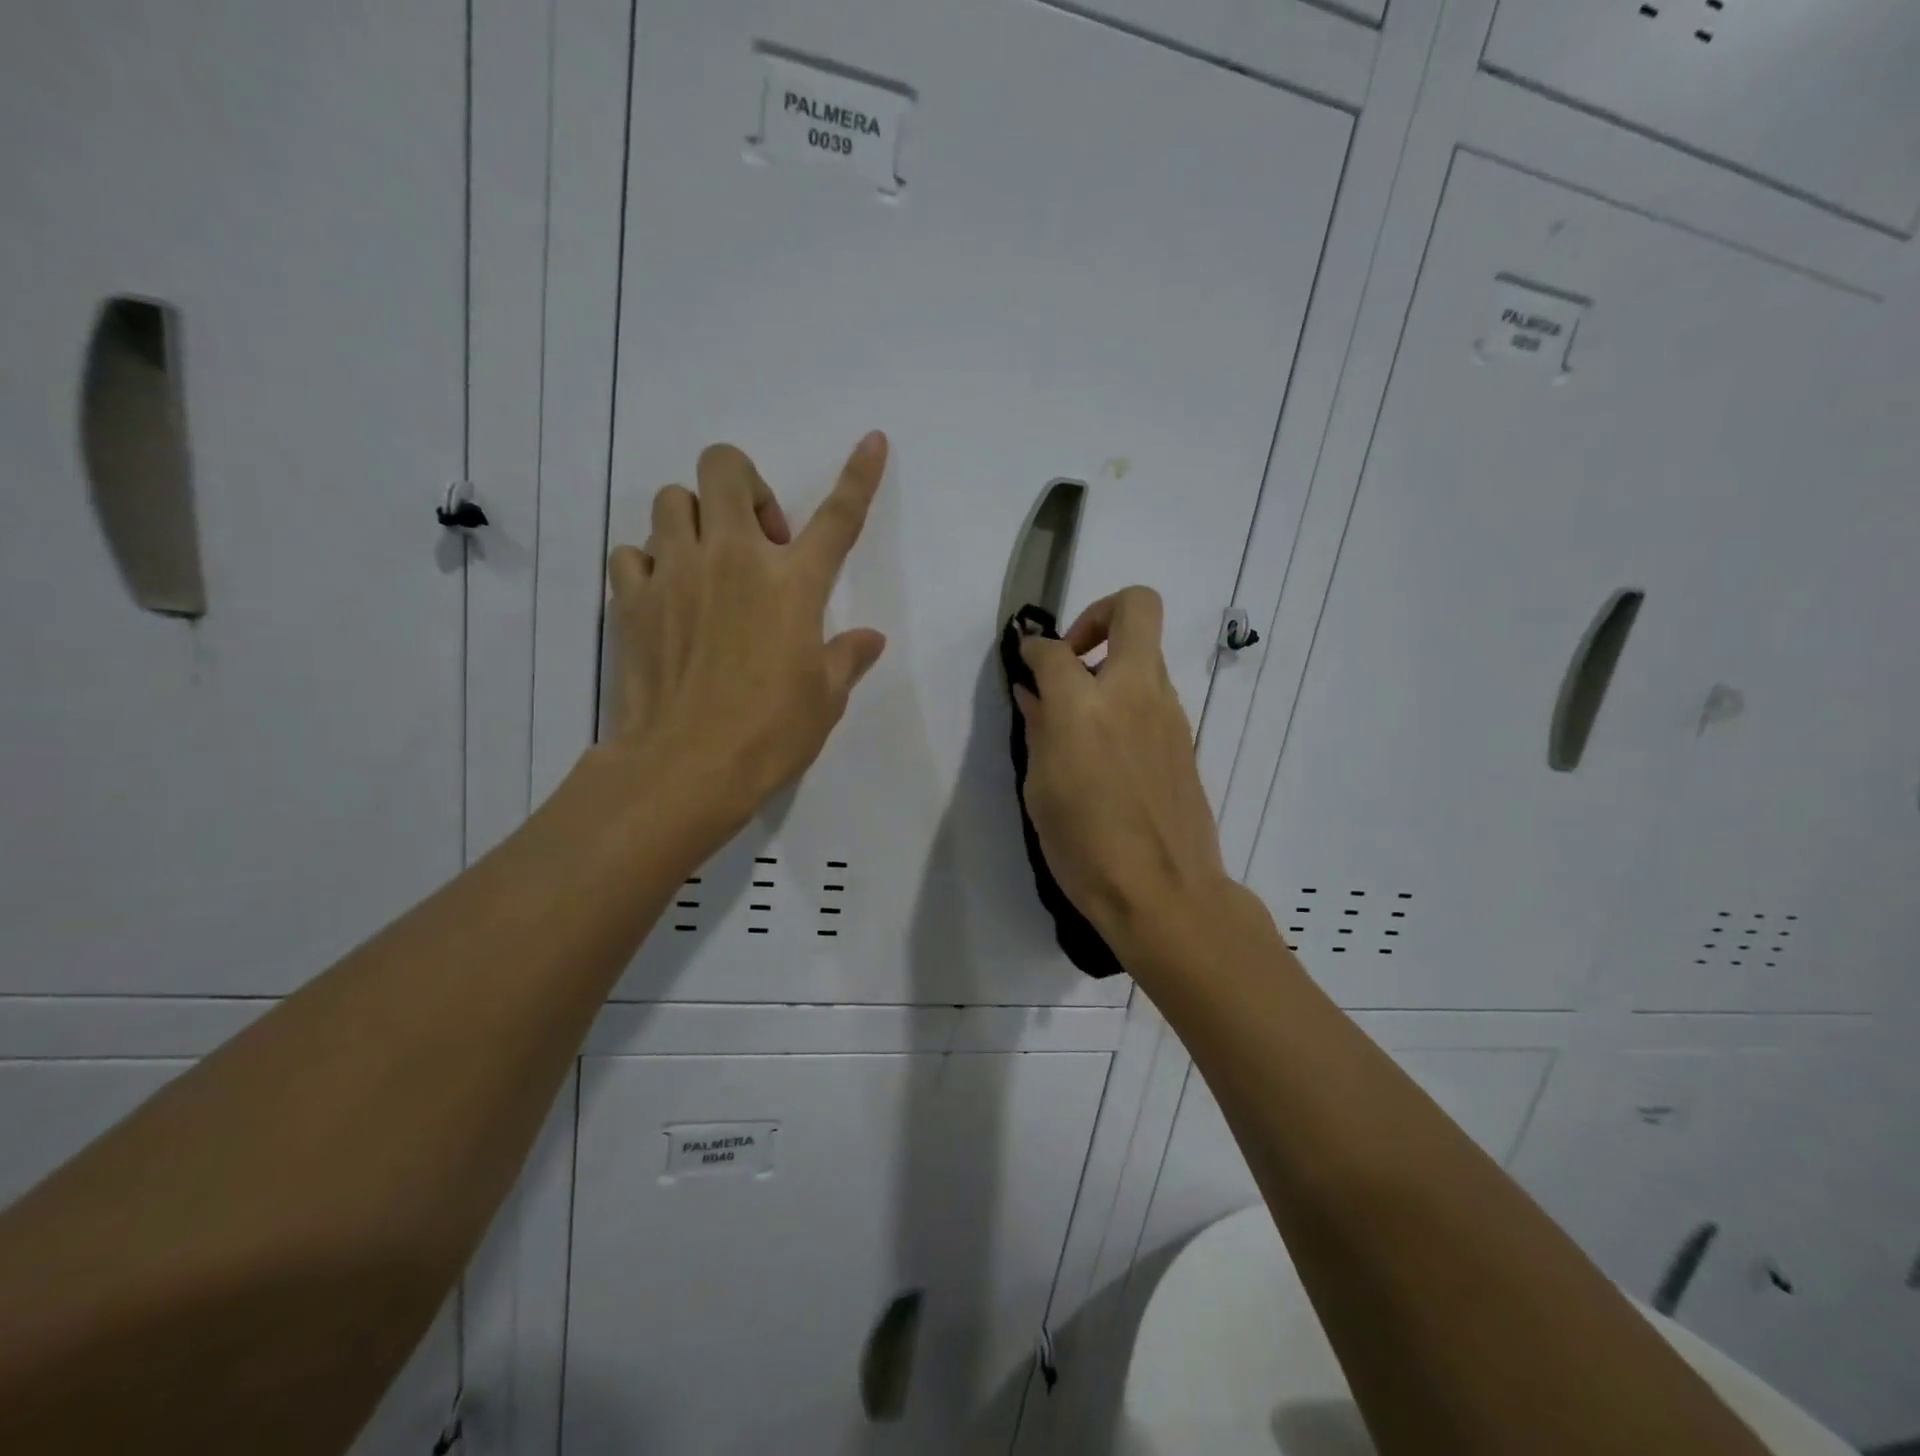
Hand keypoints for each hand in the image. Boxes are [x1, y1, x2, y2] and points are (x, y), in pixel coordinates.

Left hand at [604, 433, 888, 831]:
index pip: (838, 516)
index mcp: (794, 583)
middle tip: (756, 537)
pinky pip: (632, 552)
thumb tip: (869, 639)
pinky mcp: (631, 599)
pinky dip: (650, 563)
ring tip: (705, 567)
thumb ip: (846, 658)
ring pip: (672, 499)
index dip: (859, 475)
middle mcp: (733, 559)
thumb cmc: (770, 734)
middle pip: (726, 468)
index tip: (872, 440)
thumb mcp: (825, 700)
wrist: (685, 768)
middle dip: (743, 484)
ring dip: (694, 520)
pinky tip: (664, 598)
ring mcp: (676, 573)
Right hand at [1014, 587, 1231, 945]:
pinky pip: (1155, 693)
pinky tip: (1109, 746)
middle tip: (1074, 654)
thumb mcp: (1041, 790)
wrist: (1164, 892)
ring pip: (1148, 652)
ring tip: (1084, 715)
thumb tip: (1035, 695)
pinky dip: (1129, 698)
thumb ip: (1039, 730)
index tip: (1026, 661)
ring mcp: (1168, 711)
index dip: (1034, 648)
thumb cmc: (1085, 847)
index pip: (1055, 649)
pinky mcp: (1185, 736)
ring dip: (1114, 664)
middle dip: (1100, 612)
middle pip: (1136, 607)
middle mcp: (1132, 692)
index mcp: (1084, 706)